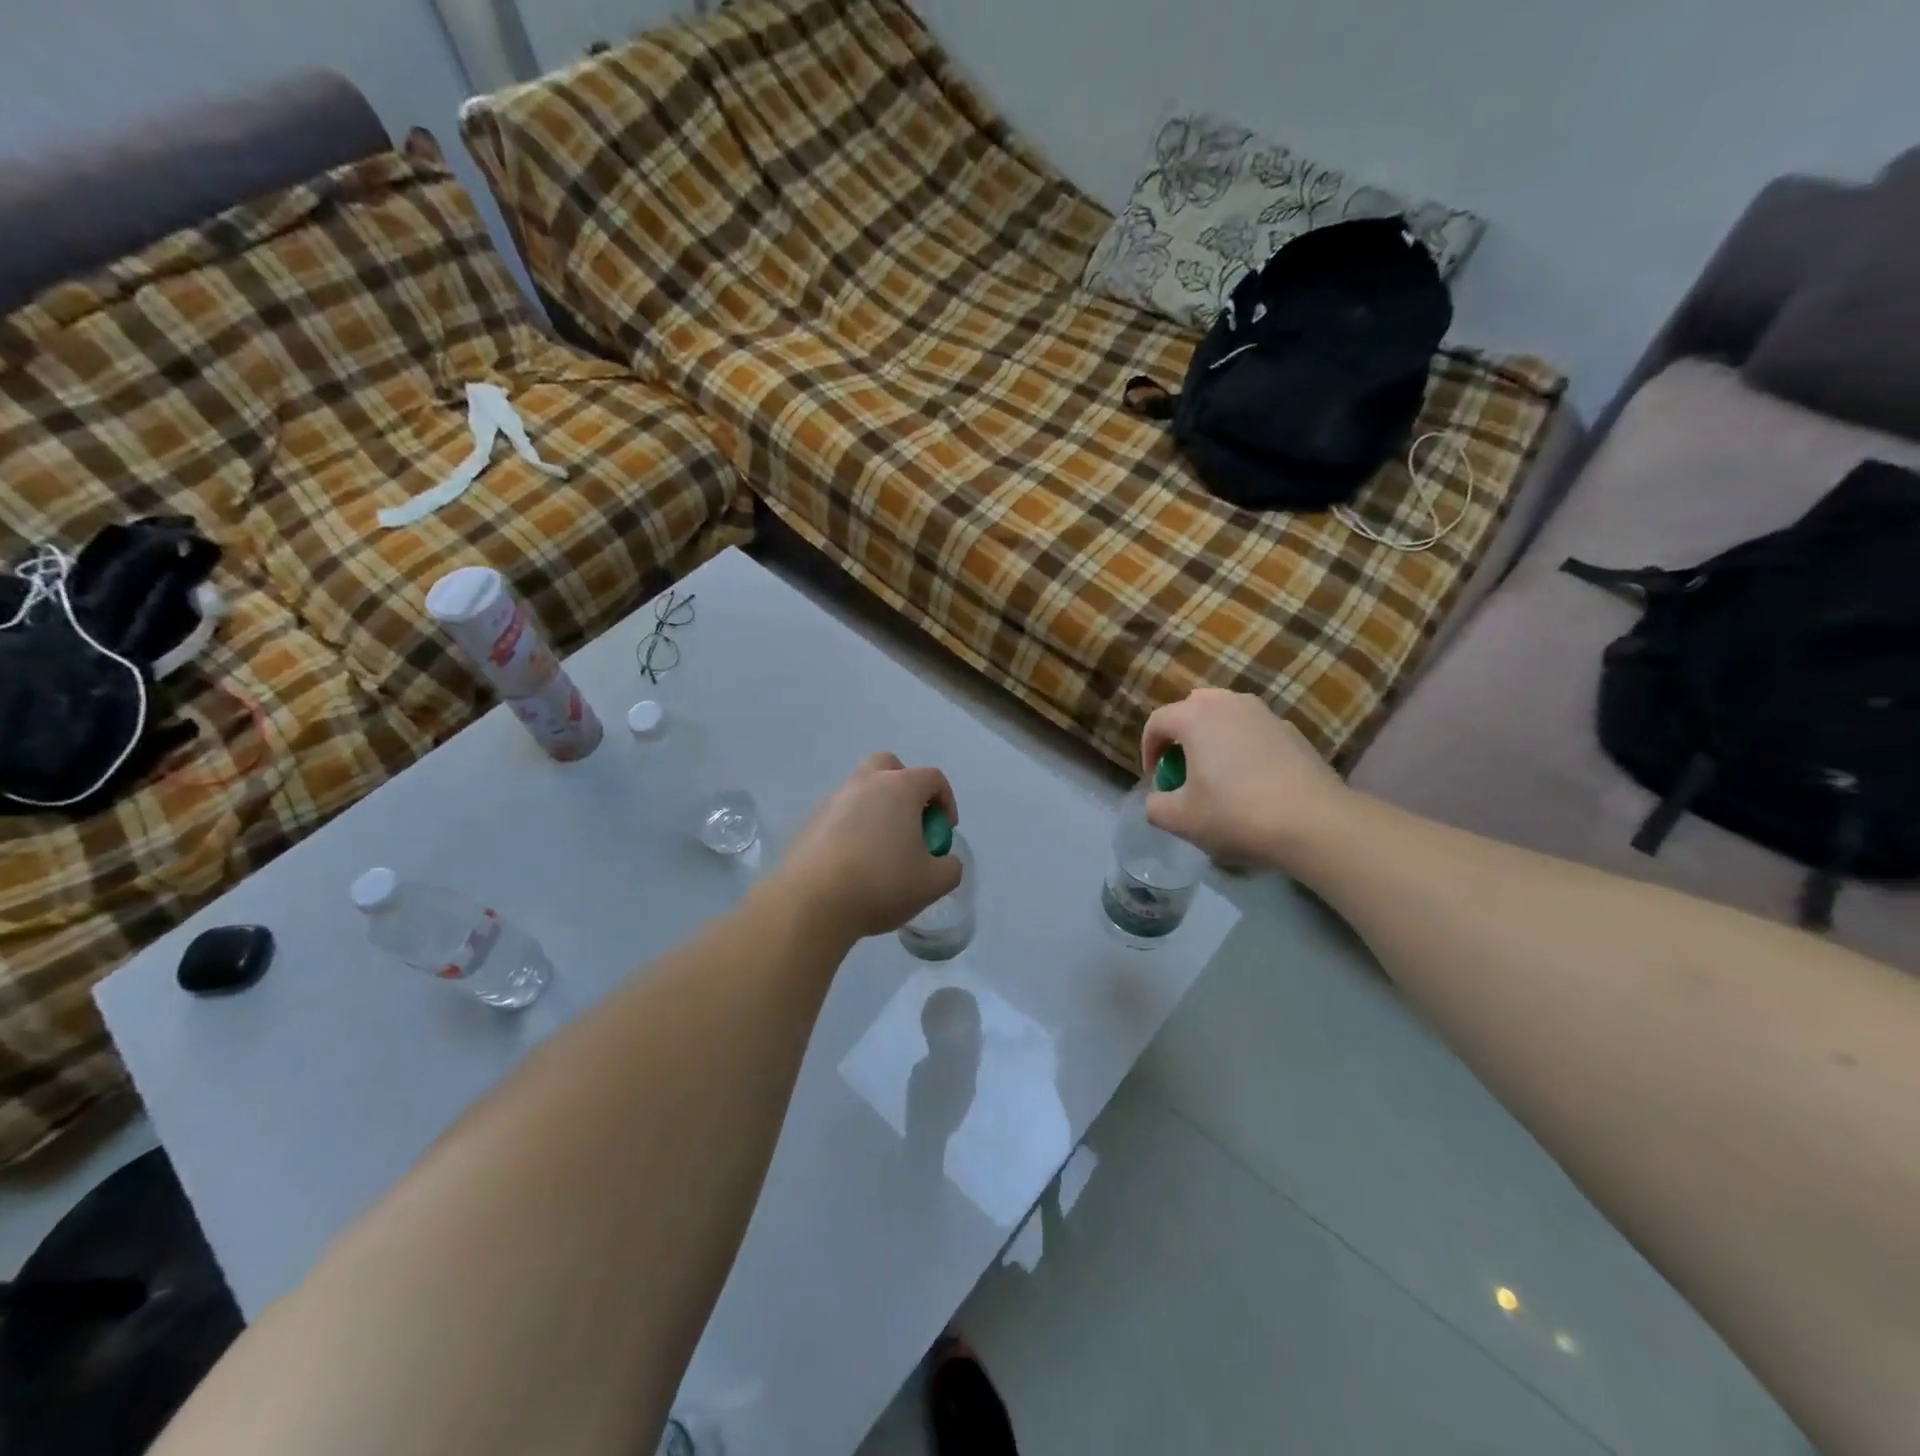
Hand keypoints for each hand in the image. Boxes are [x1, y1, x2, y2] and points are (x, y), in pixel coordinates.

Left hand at [777, 754, 962, 940]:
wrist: (811, 903)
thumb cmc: (881, 884)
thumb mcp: (933, 883)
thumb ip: (950, 867)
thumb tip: (945, 860)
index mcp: (899, 788)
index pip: (932, 777)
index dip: (946, 801)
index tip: (944, 831)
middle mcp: (864, 784)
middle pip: (889, 766)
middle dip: (906, 787)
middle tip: (911, 822)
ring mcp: (833, 801)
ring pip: (861, 790)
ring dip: (877, 809)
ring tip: (882, 849)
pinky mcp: (810, 822)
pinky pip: (840, 815)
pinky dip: (853, 828)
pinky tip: (854, 863)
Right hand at [1140, 689, 1345, 868]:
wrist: (1314, 822)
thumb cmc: (1235, 814)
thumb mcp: (1180, 819)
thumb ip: (1155, 805)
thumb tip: (1159, 798)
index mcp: (1195, 716)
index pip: (1157, 721)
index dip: (1148, 750)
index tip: (1156, 779)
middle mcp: (1228, 703)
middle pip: (1192, 707)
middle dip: (1181, 734)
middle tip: (1183, 768)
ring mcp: (1265, 713)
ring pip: (1226, 715)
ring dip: (1213, 736)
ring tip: (1217, 771)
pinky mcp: (1292, 730)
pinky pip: (1254, 730)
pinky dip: (1243, 746)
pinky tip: (1253, 780)